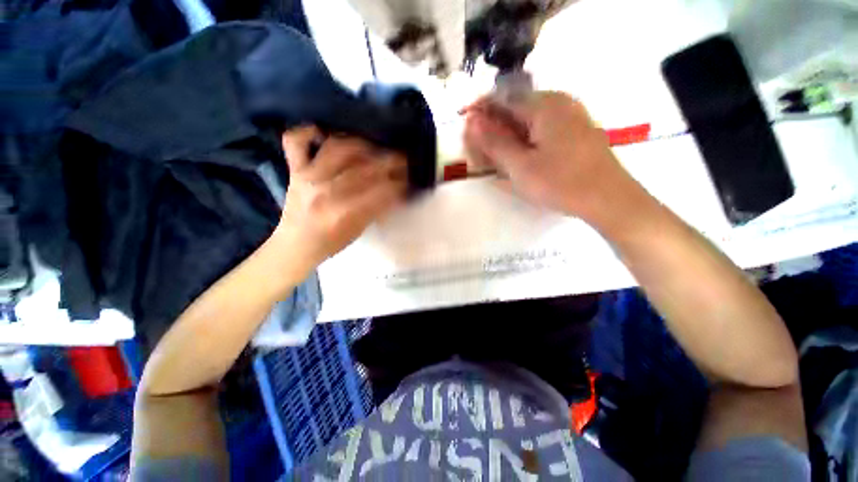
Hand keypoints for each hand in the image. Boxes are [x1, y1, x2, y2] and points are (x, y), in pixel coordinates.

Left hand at [273, 126, 406, 268]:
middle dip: (388, 162)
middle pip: (363, 168)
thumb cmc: (331, 242)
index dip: (398, 184)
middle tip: (401, 160)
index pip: (380, 191)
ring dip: (362, 144)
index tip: (409, 179)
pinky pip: (295, 141)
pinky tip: (324, 133)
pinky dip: (307, 131)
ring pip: (338, 147)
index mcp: (344, 212)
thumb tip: (397, 192)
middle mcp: (326, 190)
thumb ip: (377, 209)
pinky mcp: (295, 169)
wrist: (296, 245)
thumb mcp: (360, 230)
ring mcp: (308, 176)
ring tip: (374, 148)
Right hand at [463, 91, 638, 222]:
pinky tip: (522, 155)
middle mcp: (559, 102)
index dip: (482, 110)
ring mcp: (572, 115)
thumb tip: (472, 123)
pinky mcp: (577, 130)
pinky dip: (527, 139)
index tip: (466, 125)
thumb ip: (494, 143)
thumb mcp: (520, 166)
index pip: (503, 99)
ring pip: (530, 119)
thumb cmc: (560, 182)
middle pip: (517, 108)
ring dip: (510, 133)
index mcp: (544, 105)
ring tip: (498, 155)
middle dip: (495, 125)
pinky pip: (544, 127)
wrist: (609, 199)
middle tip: (481, 147)